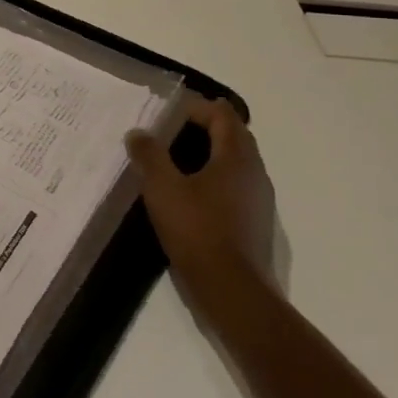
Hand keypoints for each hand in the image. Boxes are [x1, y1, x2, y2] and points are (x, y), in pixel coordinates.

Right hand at [125, 96, 276, 286]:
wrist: (232, 290)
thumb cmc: (197, 230)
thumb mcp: (162, 188)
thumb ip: (150, 155)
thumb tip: (139, 133)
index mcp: (237, 157)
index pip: (223, 116)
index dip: (197, 107)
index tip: (168, 112)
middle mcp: (254, 172)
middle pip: (234, 136)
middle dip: (204, 127)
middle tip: (169, 130)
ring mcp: (258, 199)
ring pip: (235, 162)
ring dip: (209, 153)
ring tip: (174, 159)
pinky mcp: (253, 222)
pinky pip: (234, 185)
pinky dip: (214, 177)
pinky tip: (189, 193)